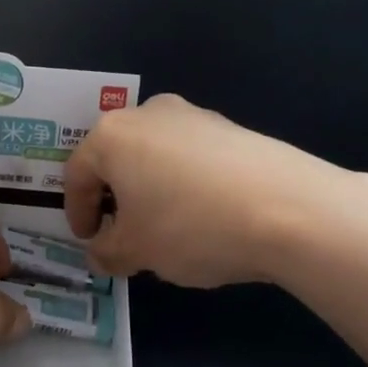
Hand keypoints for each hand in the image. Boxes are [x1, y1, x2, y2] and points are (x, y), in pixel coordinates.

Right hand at [65, 94, 367, 287]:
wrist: (290, 209)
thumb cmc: (191, 226)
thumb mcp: (137, 251)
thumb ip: (107, 252)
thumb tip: (101, 252)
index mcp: (112, 136)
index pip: (76, 175)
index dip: (77, 213)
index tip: (89, 240)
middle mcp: (149, 114)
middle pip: (116, 159)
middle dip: (114, 199)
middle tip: (123, 234)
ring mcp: (194, 116)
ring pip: (154, 156)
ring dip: (150, 190)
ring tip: (165, 229)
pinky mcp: (232, 128)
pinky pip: (191, 157)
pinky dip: (184, 184)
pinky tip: (203, 216)